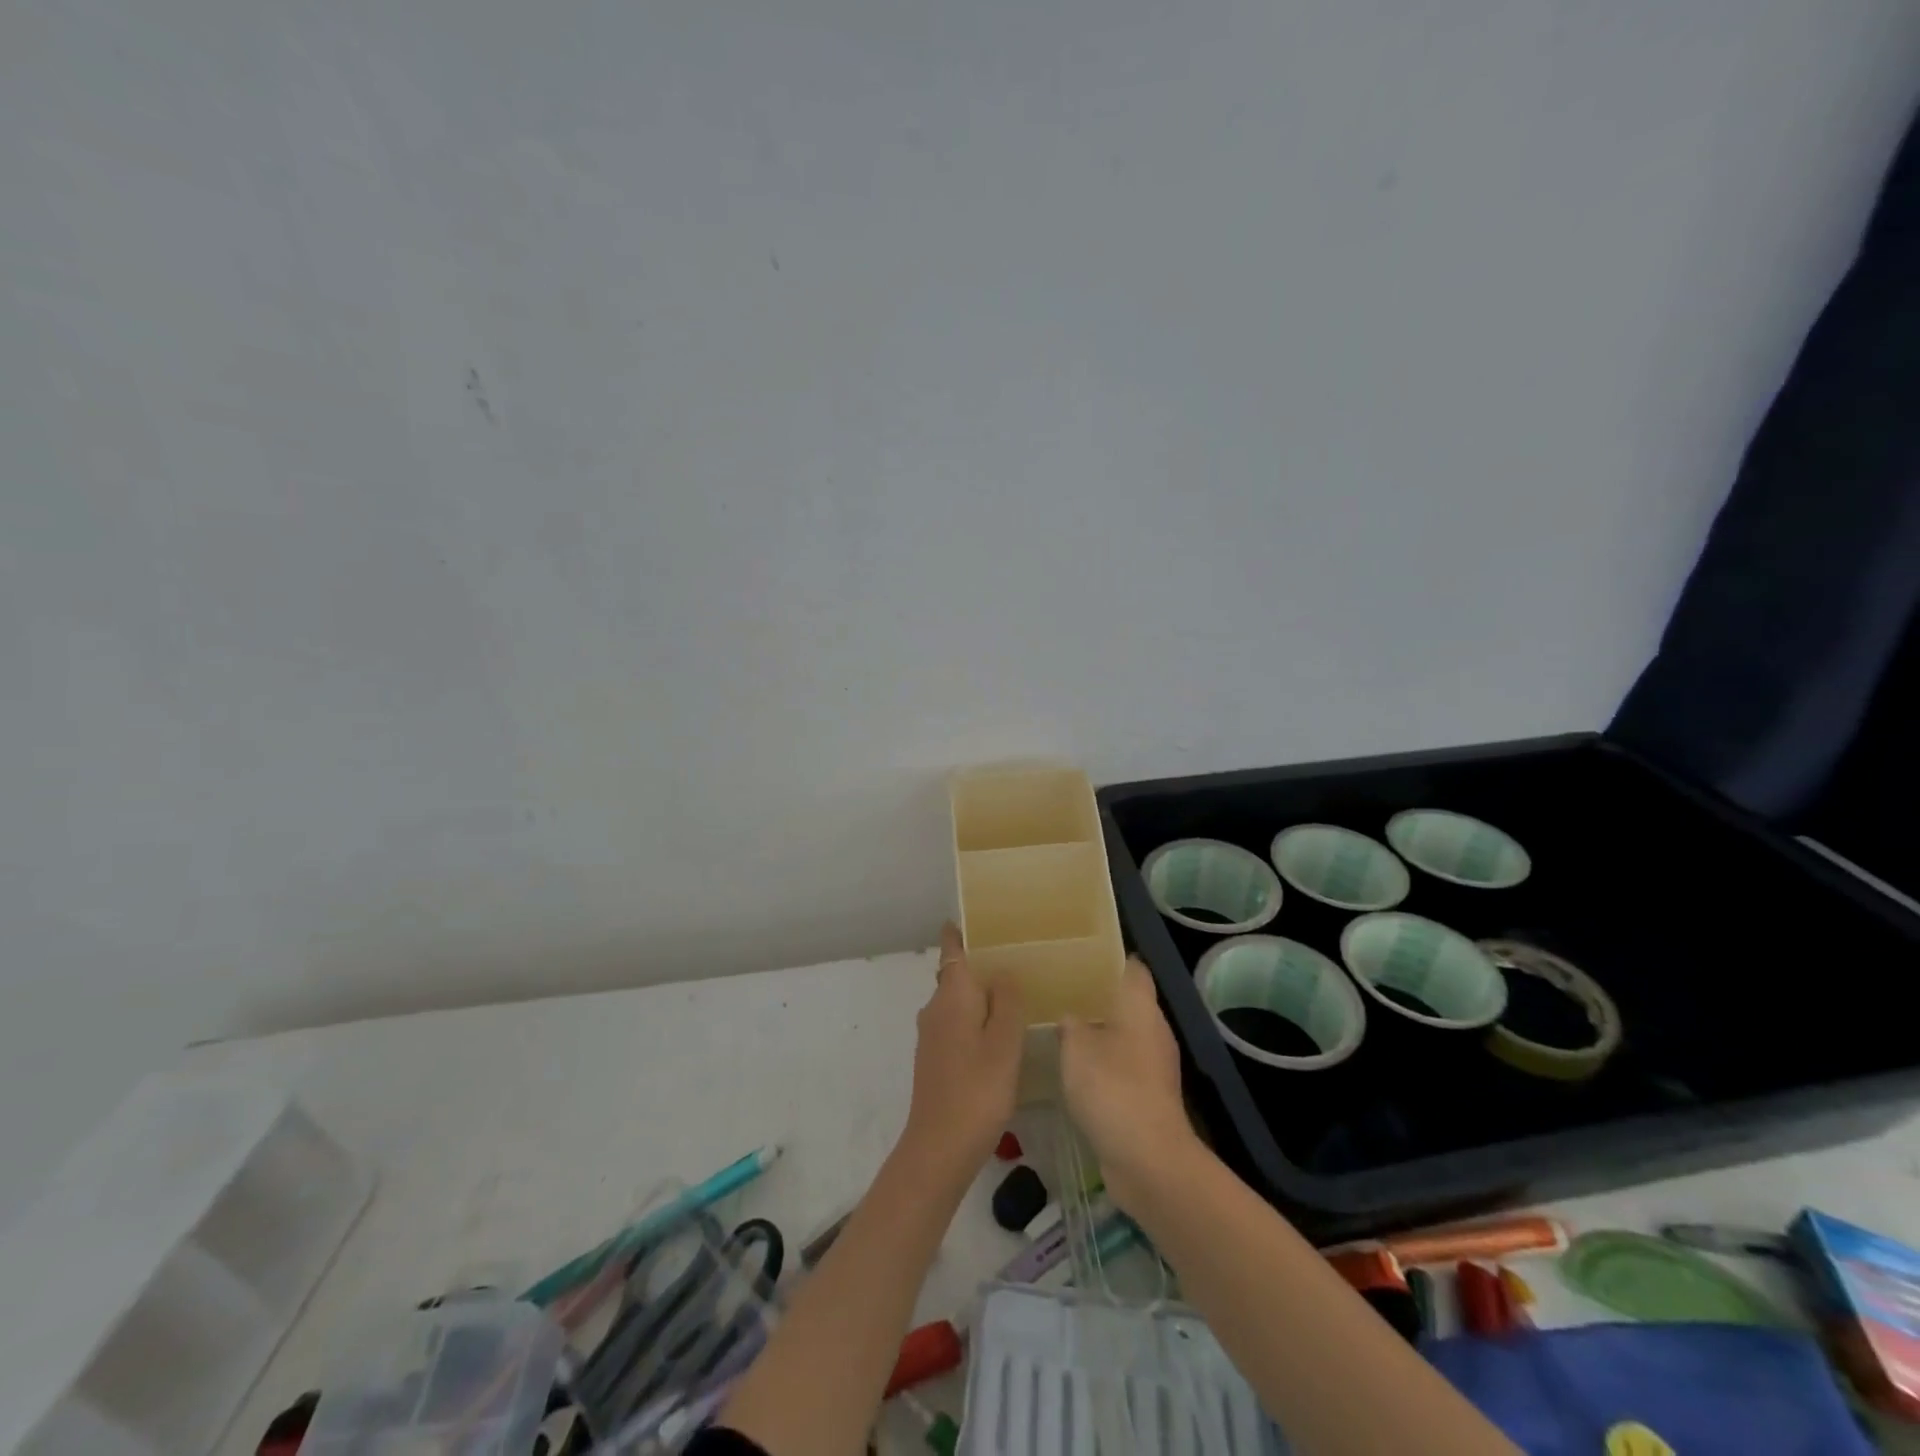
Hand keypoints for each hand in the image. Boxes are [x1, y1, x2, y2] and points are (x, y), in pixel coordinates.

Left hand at [898, 923, 1025, 1182]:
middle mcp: (935, 1008)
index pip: (952, 948)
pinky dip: (975, 1019)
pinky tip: (998, 1035)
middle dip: (980, 963)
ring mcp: (932, 1035)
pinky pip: (957, 1023)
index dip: (961, 931)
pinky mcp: (934, 1059)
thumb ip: (1006, 1001)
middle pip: (956, 973)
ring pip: (957, 1001)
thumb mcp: (1004, 1043)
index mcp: (952, 996)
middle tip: (1017, 958)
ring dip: (980, 994)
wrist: (938, 1149)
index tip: (982, 919)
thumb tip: (1003, 970)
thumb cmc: (977, 1090)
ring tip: (1015, 994)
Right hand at [1059, 960, 1195, 1212]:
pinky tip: (1075, 1069)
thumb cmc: (1112, 1088)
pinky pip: (1124, 1066)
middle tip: (1060, 991)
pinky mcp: (1150, 1096)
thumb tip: (1069, 1017)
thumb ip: (1070, 1024)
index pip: (1132, 968)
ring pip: (1124, 1035)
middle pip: (1128, 1001)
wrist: (1148, 1159)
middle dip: (1097, 997)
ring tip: (1061, 1028)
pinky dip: (1104, 1064)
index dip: (1109, 959)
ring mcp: (1155, 1065)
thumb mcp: (1076, 1048)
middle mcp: (1154, 1029)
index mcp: (1141, 1007)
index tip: (1079, 957)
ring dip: (1099, 1033)